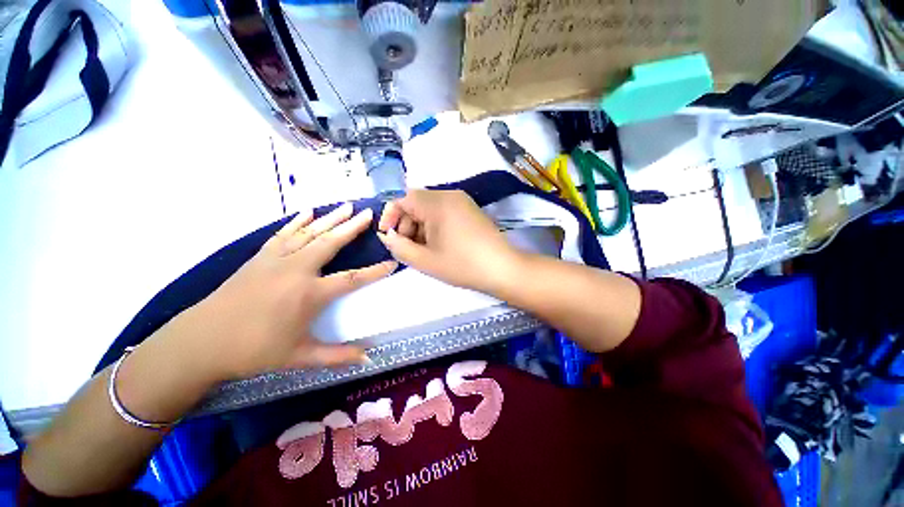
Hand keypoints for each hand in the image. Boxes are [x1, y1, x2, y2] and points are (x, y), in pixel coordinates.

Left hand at [183, 204, 395, 379]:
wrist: (201, 341)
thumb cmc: (254, 350)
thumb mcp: (299, 357)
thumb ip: (337, 356)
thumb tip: (369, 359)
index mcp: (310, 294)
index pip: (352, 278)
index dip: (375, 271)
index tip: (392, 262)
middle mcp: (297, 270)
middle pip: (331, 243)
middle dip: (352, 227)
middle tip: (368, 214)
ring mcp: (277, 260)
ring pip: (310, 233)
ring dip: (330, 219)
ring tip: (347, 207)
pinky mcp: (260, 257)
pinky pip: (284, 234)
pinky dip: (297, 221)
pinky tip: (308, 212)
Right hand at [376, 190, 521, 293]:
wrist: (503, 268)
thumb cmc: (462, 265)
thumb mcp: (425, 260)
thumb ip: (399, 247)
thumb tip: (388, 236)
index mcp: (437, 203)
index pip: (402, 198)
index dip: (389, 215)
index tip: (388, 235)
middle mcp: (449, 195)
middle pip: (416, 202)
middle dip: (405, 223)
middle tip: (406, 247)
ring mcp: (462, 201)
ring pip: (429, 208)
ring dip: (419, 226)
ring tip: (422, 249)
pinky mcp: (469, 209)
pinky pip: (443, 212)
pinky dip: (433, 226)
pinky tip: (437, 244)